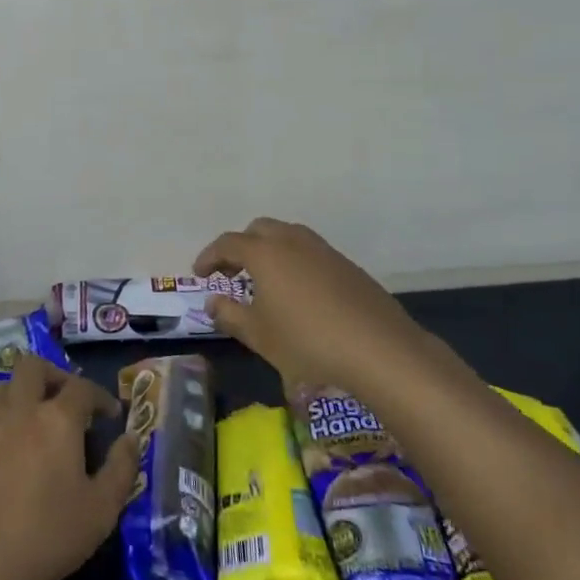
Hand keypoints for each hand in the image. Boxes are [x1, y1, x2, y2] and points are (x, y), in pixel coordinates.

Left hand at [0, 355, 137, 579]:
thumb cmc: (48, 537)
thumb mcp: (102, 510)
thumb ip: (122, 469)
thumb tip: (131, 439)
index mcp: (57, 419)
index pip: (82, 388)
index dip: (101, 396)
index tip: (111, 415)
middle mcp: (20, 410)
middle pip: (33, 367)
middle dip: (55, 376)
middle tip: (69, 402)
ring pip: (5, 387)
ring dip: (24, 393)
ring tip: (38, 420)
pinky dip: (3, 420)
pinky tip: (10, 449)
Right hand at [195, 217, 441, 392]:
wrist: (380, 350)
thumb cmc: (307, 342)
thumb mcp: (259, 336)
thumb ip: (230, 315)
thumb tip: (212, 302)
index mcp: (265, 253)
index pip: (227, 243)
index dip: (209, 257)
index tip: (199, 274)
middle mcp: (292, 242)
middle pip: (259, 230)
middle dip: (240, 247)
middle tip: (231, 275)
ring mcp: (324, 250)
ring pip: (288, 236)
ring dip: (269, 252)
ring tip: (265, 283)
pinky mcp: (347, 265)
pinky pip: (310, 252)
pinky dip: (294, 262)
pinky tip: (299, 294)